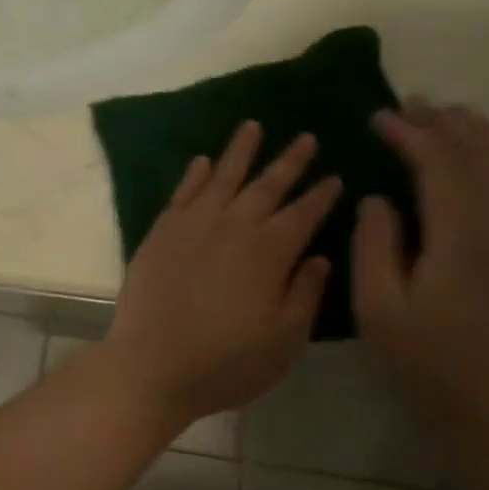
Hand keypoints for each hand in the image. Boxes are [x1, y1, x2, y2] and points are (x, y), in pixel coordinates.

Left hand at [107, 121, 342, 425]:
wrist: (152, 363)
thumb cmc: (226, 361)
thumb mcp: (284, 340)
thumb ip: (305, 294)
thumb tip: (320, 257)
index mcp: (269, 252)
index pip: (303, 213)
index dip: (322, 195)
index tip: (336, 176)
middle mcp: (233, 226)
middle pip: (267, 185)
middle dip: (290, 161)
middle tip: (306, 137)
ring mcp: (193, 223)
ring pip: (223, 176)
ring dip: (240, 150)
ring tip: (252, 126)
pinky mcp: (162, 230)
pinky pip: (183, 192)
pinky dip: (195, 174)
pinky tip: (203, 160)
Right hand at [354, 101, 488, 478]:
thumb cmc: (436, 368)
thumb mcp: (380, 312)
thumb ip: (374, 245)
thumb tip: (379, 199)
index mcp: (462, 237)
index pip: (439, 162)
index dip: (409, 133)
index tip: (378, 117)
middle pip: (482, 152)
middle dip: (445, 122)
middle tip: (411, 105)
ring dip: (480, 133)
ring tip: (449, 117)